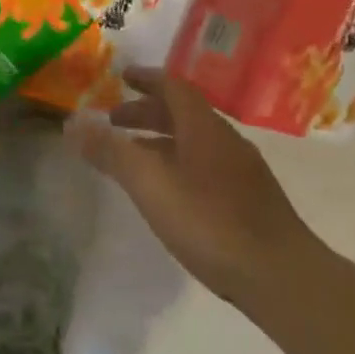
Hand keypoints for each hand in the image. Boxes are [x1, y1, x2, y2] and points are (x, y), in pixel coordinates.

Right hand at [69, 70, 324, 309]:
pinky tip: (170, 191)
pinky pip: (206, 163)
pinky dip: (179, 161)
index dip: (146, 78)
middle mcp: (226, 140)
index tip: (121, 77)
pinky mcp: (251, 199)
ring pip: (195, 140)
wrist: (282, 277)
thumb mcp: (149, 185)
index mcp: (204, 127)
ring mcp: (243, 170)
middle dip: (147, 111)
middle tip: (114, 120)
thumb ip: (111, 152)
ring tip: (134, 156)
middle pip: (183, 113)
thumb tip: (72, 123)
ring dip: (162, 139)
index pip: (173, 87)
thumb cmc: (210, 223)